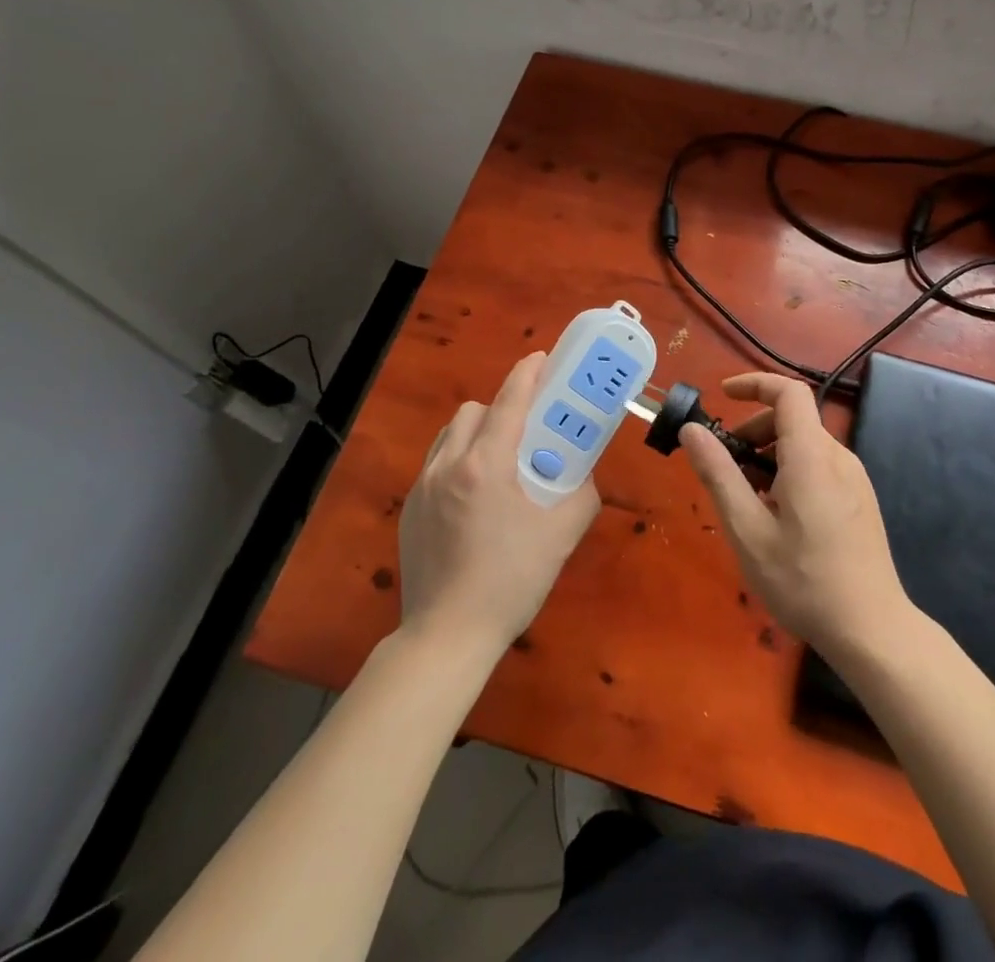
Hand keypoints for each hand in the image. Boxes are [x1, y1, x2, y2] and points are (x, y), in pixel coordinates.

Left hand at [398, 352, 598, 654]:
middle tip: (527, 430)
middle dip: (501, 407)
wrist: (447, 635)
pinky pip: (435, 463)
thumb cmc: (511, 581)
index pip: (509, 402)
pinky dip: (457, 460)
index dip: (527, 373)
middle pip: (474, 411)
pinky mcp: (409, 510)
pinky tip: (475, 496)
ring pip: (449, 435)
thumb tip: (584, 474)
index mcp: (486, 465)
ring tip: (500, 461)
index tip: (541, 358)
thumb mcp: (561, 535)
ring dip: (476, 432)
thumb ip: (581, 494)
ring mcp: (423, 487)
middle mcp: (448, 465)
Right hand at [680, 372, 910, 655]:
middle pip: (794, 418)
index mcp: (812, 455)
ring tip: (747, 499)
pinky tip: (778, 516)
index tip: (722, 397)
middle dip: (754, 429)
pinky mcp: (860, 500)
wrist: (873, 631)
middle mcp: (838, 456)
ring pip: (806, 444)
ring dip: (770, 454)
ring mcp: (854, 479)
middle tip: (726, 465)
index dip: (754, 384)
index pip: (788, 392)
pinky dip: (790, 471)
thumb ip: (719, 474)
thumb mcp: (748, 530)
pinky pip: (820, 466)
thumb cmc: (804, 581)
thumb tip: (692, 430)